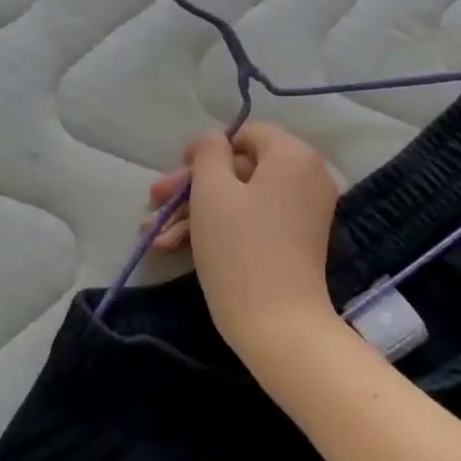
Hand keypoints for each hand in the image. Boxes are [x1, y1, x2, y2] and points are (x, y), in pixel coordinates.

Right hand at [146, 122, 338, 348]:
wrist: (278, 325)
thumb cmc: (240, 249)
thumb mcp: (212, 191)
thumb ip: (208, 152)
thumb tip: (214, 139)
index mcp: (294, 155)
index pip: (246, 134)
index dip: (206, 150)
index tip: (176, 175)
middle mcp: (307, 177)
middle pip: (240, 168)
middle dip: (191, 187)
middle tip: (153, 202)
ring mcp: (303, 212)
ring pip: (242, 198)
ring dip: (196, 212)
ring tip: (153, 234)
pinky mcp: (295, 242)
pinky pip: (255, 220)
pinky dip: (219, 228)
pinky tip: (175, 247)